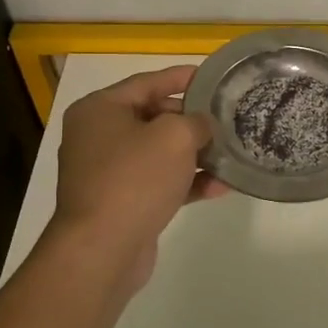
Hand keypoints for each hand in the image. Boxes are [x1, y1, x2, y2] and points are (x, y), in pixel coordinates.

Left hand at [51, 65, 228, 298]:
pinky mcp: (121, 203)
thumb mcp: (174, 137)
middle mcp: (97, 136)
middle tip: (226, 119)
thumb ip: (196, 122)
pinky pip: (158, 183)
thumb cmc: (135, 179)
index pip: (147, 82)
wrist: (102, 249)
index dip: (182, 78)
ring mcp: (107, 173)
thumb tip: (202, 126)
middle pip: (153, 117)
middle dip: (192, 120)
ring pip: (158, 154)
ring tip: (230, 153)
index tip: (214, 77)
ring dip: (194, 155)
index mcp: (99, 109)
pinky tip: (220, 187)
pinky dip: (186, 183)